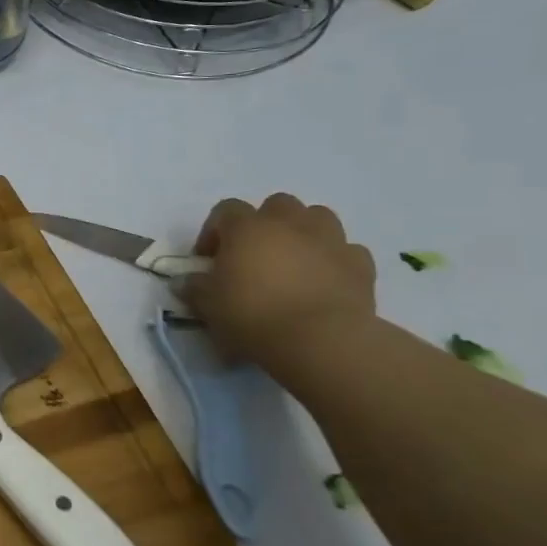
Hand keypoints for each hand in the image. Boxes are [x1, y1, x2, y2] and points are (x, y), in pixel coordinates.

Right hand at [182, 193, 376, 363]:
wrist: (321, 340)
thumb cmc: (253, 315)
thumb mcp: (208, 305)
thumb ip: (194, 288)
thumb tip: (185, 282)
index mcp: (247, 227)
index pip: (225, 210)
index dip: (214, 231)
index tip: (208, 260)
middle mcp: (289, 223)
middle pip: (276, 205)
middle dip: (265, 224)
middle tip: (255, 255)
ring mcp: (329, 240)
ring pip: (317, 217)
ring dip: (304, 233)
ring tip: (293, 262)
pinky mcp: (361, 264)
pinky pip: (346, 251)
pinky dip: (334, 260)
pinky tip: (325, 282)